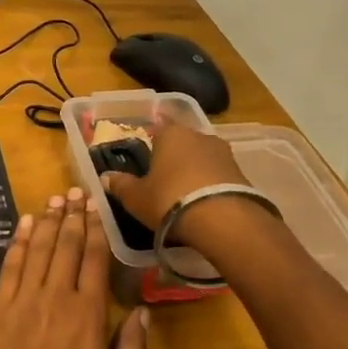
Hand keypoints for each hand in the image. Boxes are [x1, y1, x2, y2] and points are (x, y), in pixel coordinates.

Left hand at [0, 189, 148, 348]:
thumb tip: (144, 313)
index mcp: (88, 319)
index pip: (95, 261)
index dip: (96, 231)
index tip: (96, 207)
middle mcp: (55, 300)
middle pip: (66, 247)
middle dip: (73, 216)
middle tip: (75, 190)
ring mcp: (22, 304)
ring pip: (38, 250)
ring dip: (48, 222)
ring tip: (54, 198)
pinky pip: (10, 267)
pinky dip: (18, 242)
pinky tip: (24, 225)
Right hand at [99, 121, 249, 245]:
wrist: (223, 220)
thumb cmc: (169, 199)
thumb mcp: (136, 197)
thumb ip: (121, 185)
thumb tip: (105, 178)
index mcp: (170, 133)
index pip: (156, 129)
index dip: (149, 143)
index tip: (144, 159)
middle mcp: (198, 135)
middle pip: (182, 143)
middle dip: (173, 158)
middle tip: (162, 179)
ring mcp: (223, 152)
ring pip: (202, 158)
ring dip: (194, 171)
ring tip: (184, 194)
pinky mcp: (241, 173)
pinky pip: (218, 175)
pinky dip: (210, 184)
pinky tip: (203, 203)